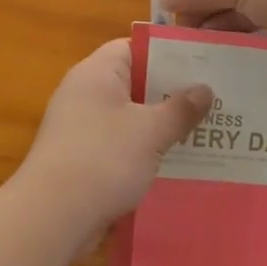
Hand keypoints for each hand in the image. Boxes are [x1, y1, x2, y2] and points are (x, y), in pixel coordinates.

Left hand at [15, 40, 212, 238]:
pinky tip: (175, 166)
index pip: (133, 48)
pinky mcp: (81, 160)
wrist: (52, 217)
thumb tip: (204, 89)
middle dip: (171, 94)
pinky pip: (120, 146)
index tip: (202, 66)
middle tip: (214, 102)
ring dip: (160, 127)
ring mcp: (80, 129)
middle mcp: (84, 95)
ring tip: (204, 134)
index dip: (167, 54)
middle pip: (134, 84)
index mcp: (97, 73)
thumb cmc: (103, 159)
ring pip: (129, 119)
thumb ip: (180, 108)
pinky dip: (144, 153)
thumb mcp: (151, 131)